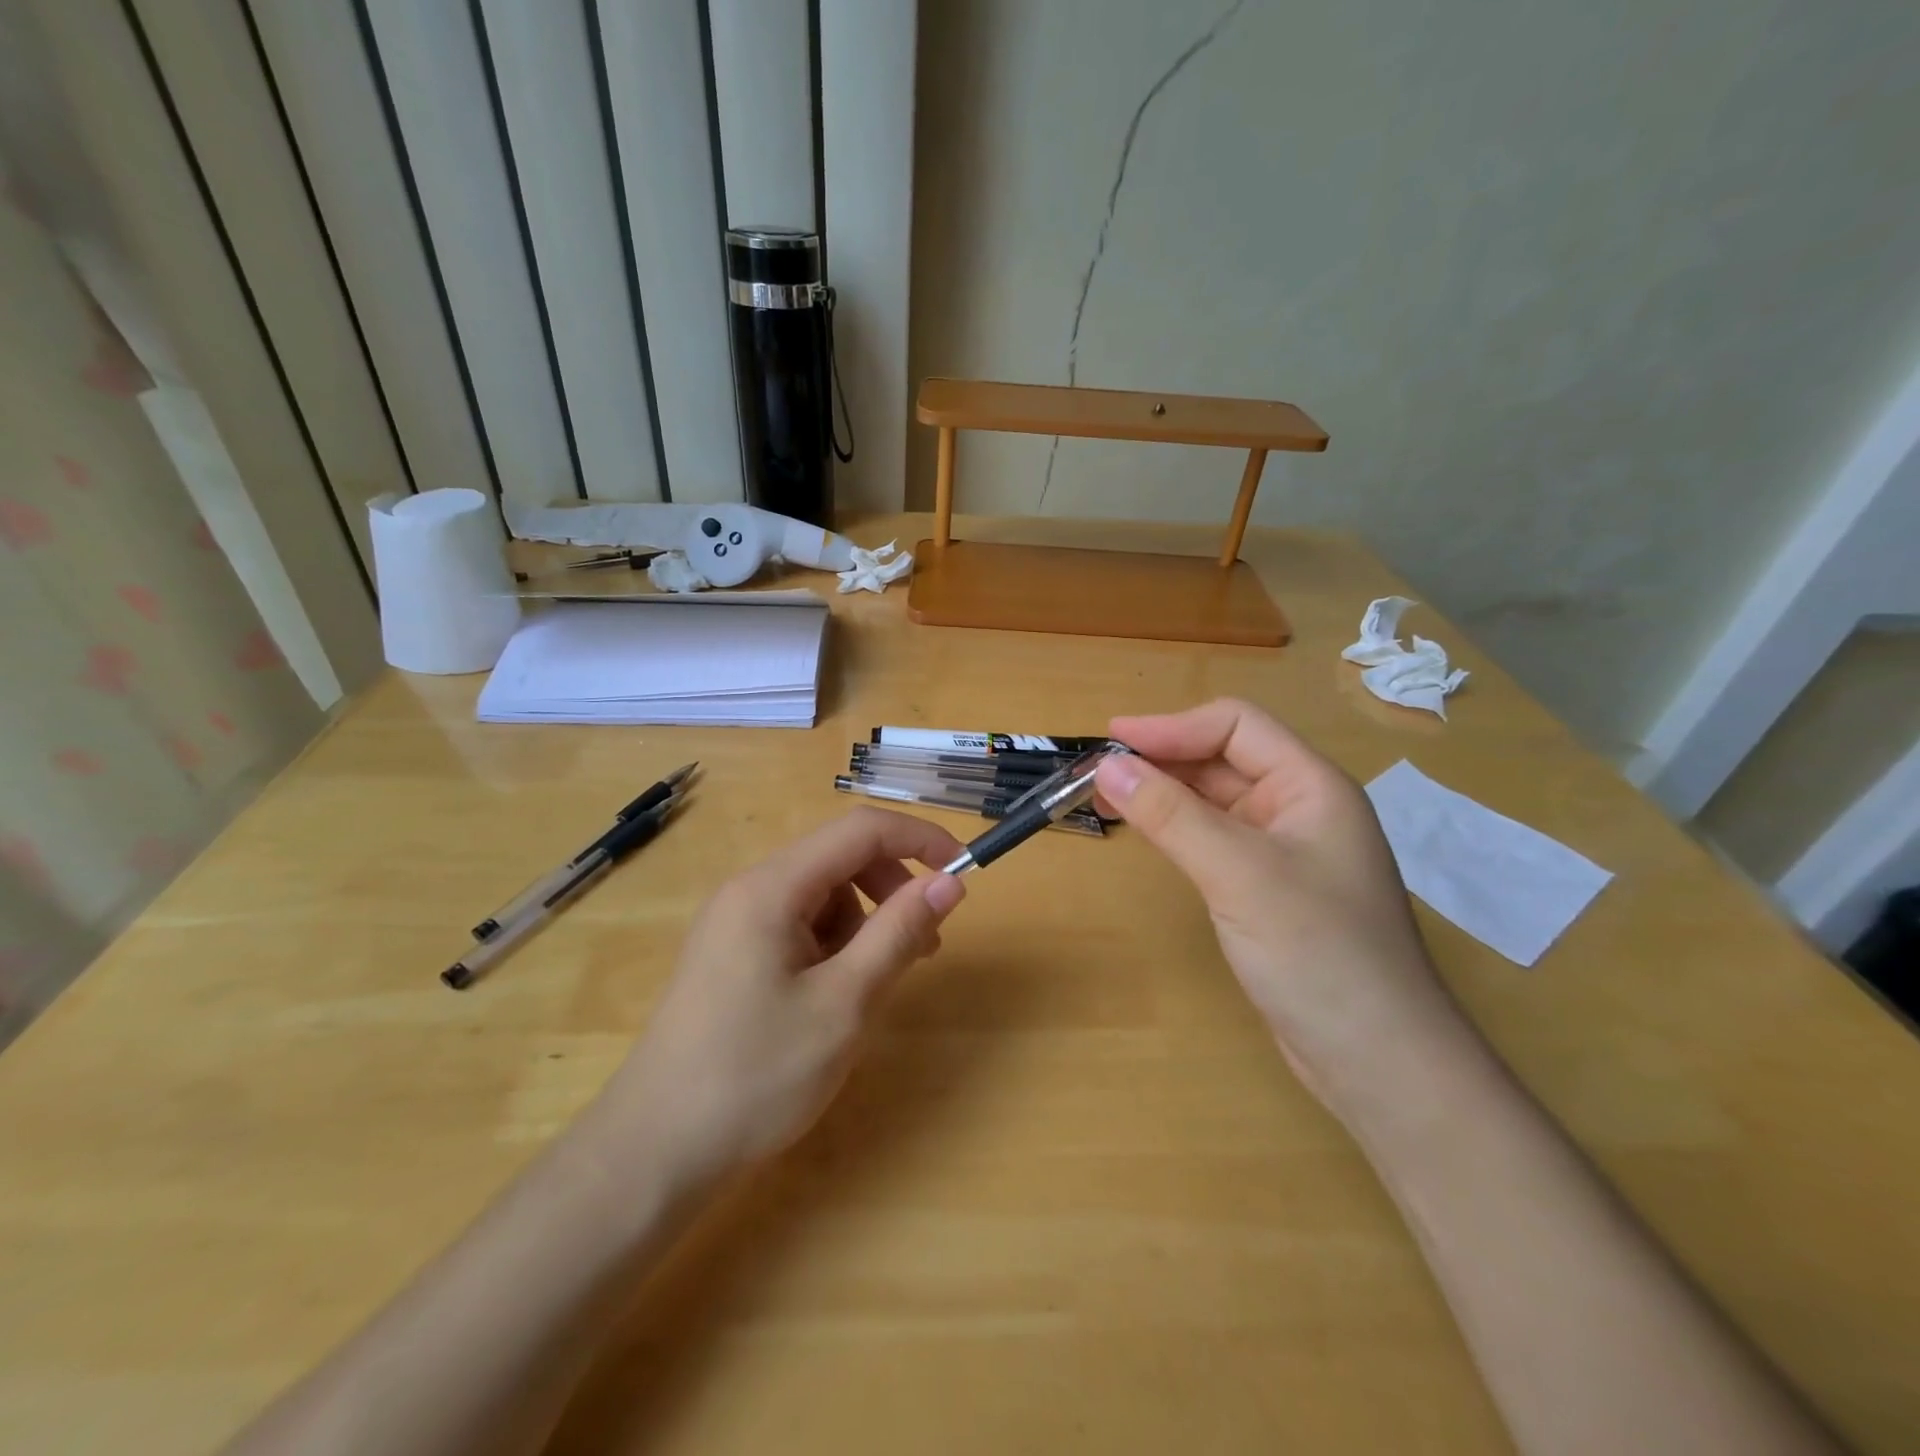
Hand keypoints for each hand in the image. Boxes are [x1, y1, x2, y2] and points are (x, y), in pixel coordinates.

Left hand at [594, 809, 966, 1183]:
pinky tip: (835, 997)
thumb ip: (899, 933)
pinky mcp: (732, 953)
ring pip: (822, 894)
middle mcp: (750, 889)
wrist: (655, 1153)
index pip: (861, 831)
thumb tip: (950, 882)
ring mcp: (736, 922)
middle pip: (840, 858)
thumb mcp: (844, 1004)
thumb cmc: (756, 1076)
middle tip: (925, 948)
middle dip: (892, 889)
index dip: (920, 839)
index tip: (964, 872)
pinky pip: (799, 924)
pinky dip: (834, 946)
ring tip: (872, 986)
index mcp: (772, 887)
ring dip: (864, 923)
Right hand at [1096, 699, 1470, 1119]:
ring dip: (1164, 793)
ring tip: (1109, 799)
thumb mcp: (1239, 874)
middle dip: (1162, 758)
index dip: (1172, 726)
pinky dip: (1176, 828)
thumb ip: (1171, 815)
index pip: (1236, 726)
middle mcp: (1299, 808)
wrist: (1377, 1061)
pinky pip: (1214, 838)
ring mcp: (1284, 851)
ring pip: (1215, 800)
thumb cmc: (1318, 952)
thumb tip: (1107, 766)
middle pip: (1223, 759)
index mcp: (1311, 786)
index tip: (1111, 741)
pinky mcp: (1267, 889)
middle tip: (1098, 774)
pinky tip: (1148, 835)